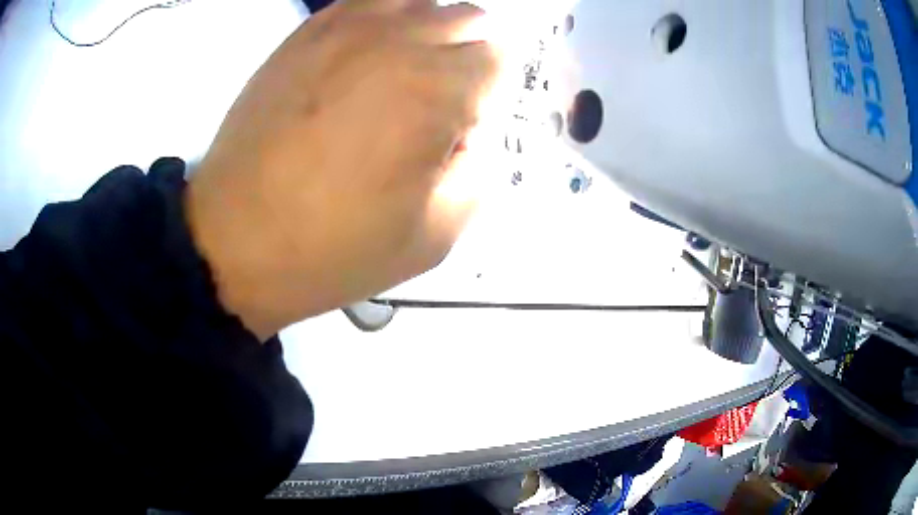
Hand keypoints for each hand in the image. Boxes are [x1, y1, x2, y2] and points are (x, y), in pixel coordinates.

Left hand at [185, 0, 501, 339]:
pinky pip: (365, 1)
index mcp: (436, 90)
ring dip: (427, 31)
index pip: (499, 57)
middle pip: (467, 17)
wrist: (235, 240)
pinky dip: (382, 20)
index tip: (460, 128)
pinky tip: (363, 57)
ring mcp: (346, 29)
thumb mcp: (433, 237)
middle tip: (436, 103)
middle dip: (467, 56)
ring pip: (419, 1)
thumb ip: (477, 173)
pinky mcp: (304, 34)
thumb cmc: (333, 248)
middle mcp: (398, 41)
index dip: (489, 94)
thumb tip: (467, 132)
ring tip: (401, 74)